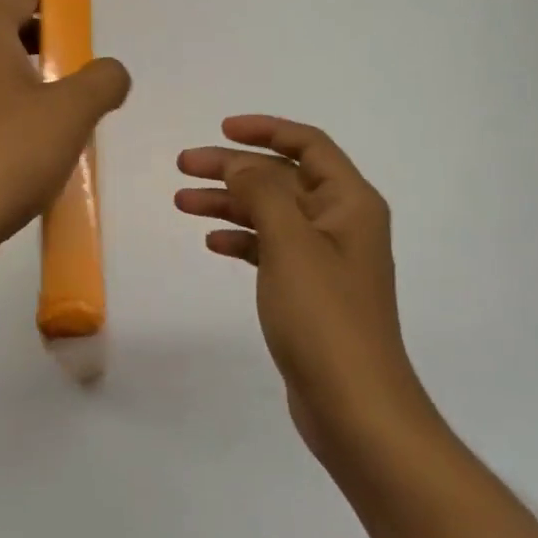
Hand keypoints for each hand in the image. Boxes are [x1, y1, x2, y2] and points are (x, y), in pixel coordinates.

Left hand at [0, 0, 130, 283]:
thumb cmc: (3, 154)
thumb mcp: (71, 112)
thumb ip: (103, 80)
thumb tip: (111, 72)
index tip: (93, 25)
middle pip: (12, 29)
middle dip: (55, 47)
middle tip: (90, 75)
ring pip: (0, 74)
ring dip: (38, 87)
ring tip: (73, 117)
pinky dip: (16, 117)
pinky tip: (41, 152)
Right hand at [176, 116, 439, 465]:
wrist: (355, 407)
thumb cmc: (324, 316)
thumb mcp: (290, 242)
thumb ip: (262, 191)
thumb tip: (240, 161)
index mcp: (350, 202)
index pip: (308, 144)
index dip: (265, 130)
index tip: (220, 130)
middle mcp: (341, 223)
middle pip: (282, 177)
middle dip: (234, 168)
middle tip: (184, 166)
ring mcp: (326, 259)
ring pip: (271, 213)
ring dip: (230, 203)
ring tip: (182, 202)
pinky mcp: (309, 291)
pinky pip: (271, 249)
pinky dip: (242, 240)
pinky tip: (213, 244)